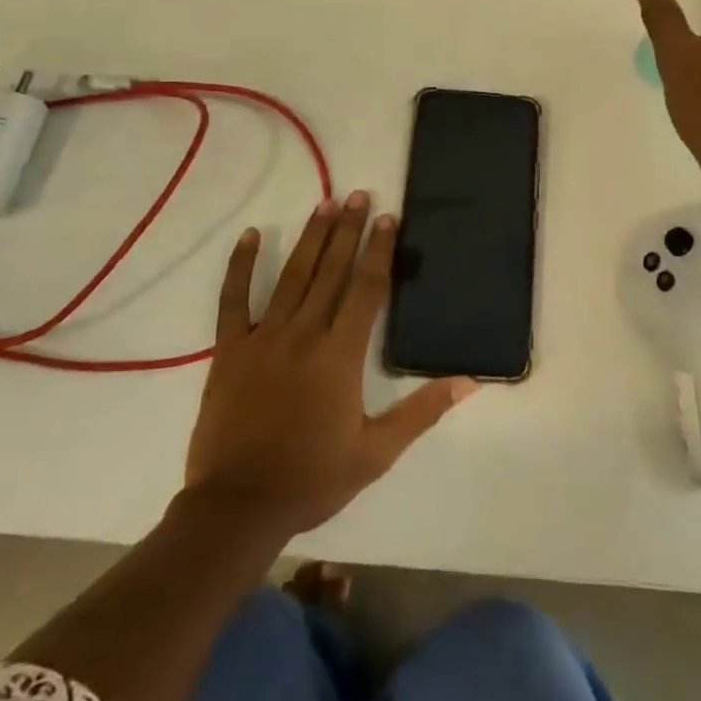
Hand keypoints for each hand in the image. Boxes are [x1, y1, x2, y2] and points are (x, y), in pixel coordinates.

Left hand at [183, 192, 476, 535]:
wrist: (238, 507)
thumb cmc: (312, 478)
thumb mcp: (377, 452)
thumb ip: (422, 411)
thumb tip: (469, 381)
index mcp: (340, 356)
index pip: (365, 289)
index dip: (378, 250)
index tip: (386, 217)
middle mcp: (304, 335)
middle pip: (331, 271)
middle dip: (347, 230)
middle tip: (358, 194)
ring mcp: (264, 338)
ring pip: (292, 276)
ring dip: (311, 238)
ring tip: (325, 203)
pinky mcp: (230, 350)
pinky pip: (234, 300)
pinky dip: (242, 266)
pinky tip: (252, 236)